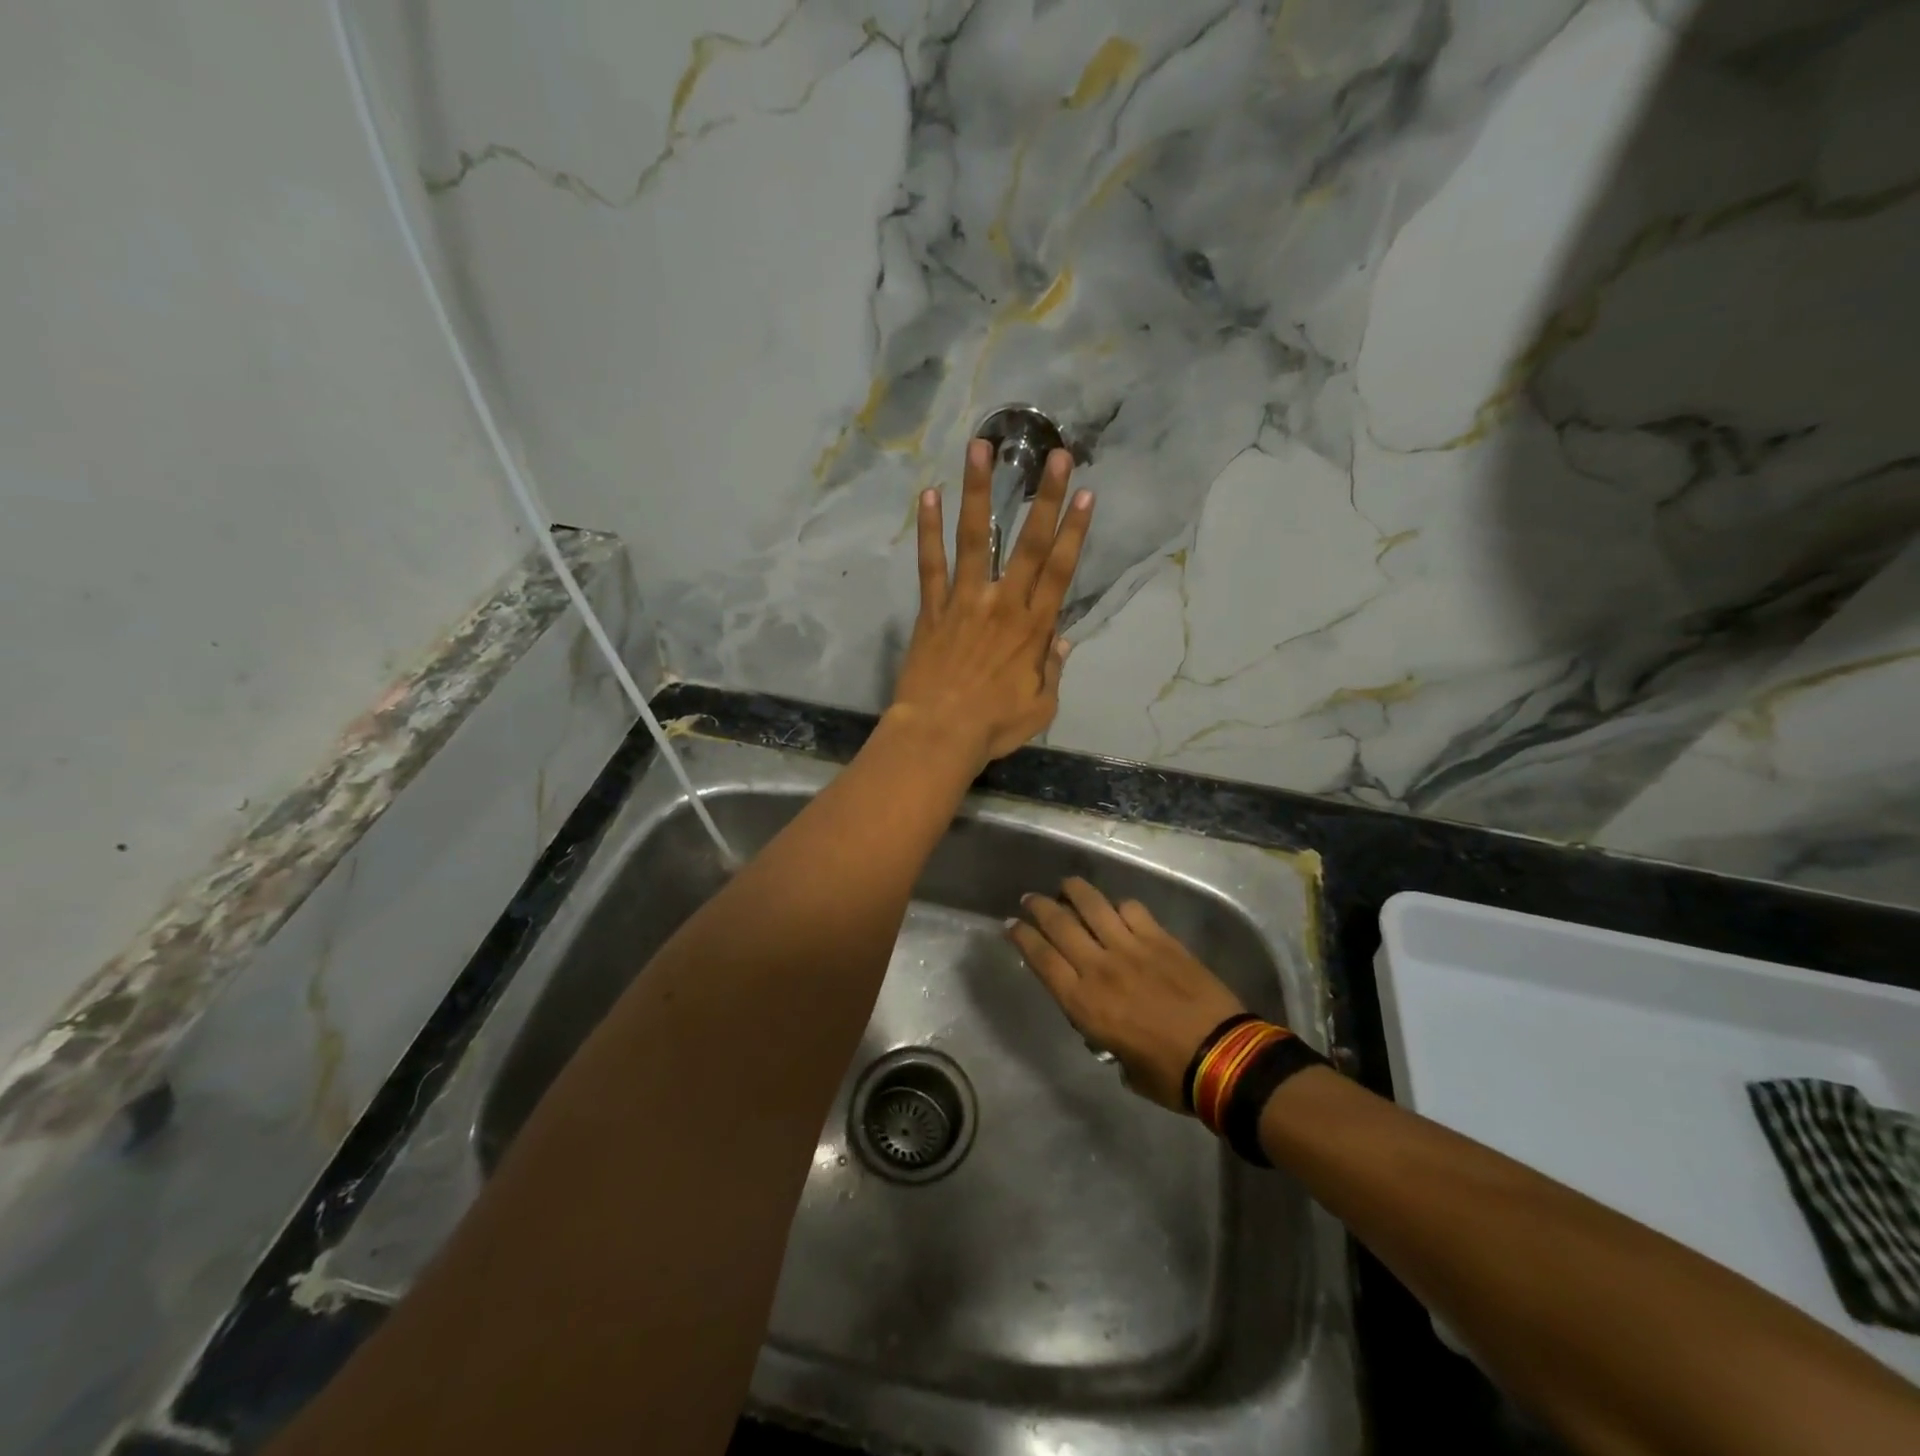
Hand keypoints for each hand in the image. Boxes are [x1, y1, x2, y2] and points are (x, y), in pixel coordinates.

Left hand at [889, 438, 1092, 771]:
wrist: (939, 735)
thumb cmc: (993, 726)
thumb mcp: (1040, 706)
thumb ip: (1051, 669)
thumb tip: (1061, 641)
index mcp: (1033, 628)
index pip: (1060, 570)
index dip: (1075, 531)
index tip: (1085, 493)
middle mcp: (1003, 604)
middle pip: (1028, 544)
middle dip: (1045, 498)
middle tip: (1055, 456)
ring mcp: (964, 601)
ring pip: (975, 538)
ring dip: (979, 491)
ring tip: (981, 448)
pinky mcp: (932, 609)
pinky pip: (930, 563)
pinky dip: (929, 529)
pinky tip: (929, 494)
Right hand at [1008, 878, 1250, 1110]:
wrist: (1222, 1056)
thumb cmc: (1169, 1074)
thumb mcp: (1121, 1063)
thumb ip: (1104, 1035)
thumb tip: (1105, 1023)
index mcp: (1084, 1002)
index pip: (1041, 958)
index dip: (1023, 938)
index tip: (1012, 925)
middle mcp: (1099, 967)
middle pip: (1059, 924)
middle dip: (1039, 907)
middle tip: (1030, 899)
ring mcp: (1131, 947)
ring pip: (1092, 905)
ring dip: (1074, 891)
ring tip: (1066, 885)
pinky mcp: (1160, 938)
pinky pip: (1132, 910)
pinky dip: (1120, 906)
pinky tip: (1119, 909)